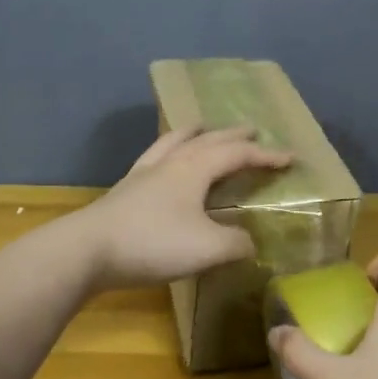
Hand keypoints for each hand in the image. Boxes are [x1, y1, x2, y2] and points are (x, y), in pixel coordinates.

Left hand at [71, 125, 291, 291]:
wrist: (88, 251)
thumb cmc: (153, 243)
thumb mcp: (207, 248)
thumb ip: (236, 243)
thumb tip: (249, 242)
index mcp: (195, 169)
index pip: (238, 154)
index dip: (266, 156)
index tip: (290, 158)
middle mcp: (171, 163)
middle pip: (207, 140)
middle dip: (232, 136)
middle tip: (251, 130)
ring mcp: (144, 174)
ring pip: (174, 143)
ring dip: (195, 134)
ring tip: (203, 127)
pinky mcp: (125, 191)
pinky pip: (154, 159)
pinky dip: (168, 152)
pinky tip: (163, 162)